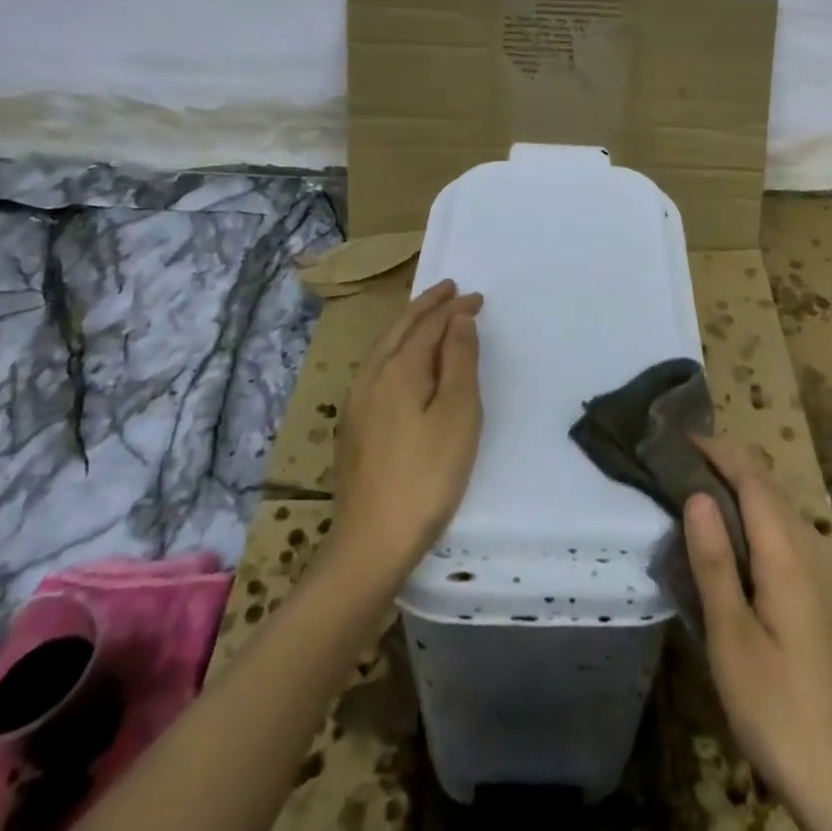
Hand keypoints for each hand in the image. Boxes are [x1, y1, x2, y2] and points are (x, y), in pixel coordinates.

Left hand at [331, 279, 483, 583]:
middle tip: (448, 289)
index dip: (454, 308)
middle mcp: (372, 377)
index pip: (429, 325)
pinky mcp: (354, 425)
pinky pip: (377, 366)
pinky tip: (401, 360)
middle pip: (399, 328)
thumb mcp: (457, 415)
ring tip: (426, 314)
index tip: (477, 297)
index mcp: (398, 370)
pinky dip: (395, 347)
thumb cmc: (428, 475)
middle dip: (425, 306)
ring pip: (383, 346)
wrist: (372, 541)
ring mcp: (357, 402)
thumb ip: (458, 361)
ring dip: (408, 324)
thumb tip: (459, 318)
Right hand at [684, 437, 831, 830]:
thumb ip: (714, 562)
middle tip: (673, 462)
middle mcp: (806, 551)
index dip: (717, 450)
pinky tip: (723, 540)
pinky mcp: (811, 596)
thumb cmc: (778, 710)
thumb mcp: (732, 638)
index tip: (675, 438)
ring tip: (689, 490)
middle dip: (724, 462)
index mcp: (786, 555)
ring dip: (736, 487)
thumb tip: (696, 493)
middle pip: (766, 486)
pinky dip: (748, 516)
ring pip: (774, 508)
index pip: (752, 478)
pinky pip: (778, 533)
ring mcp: (814, 574)